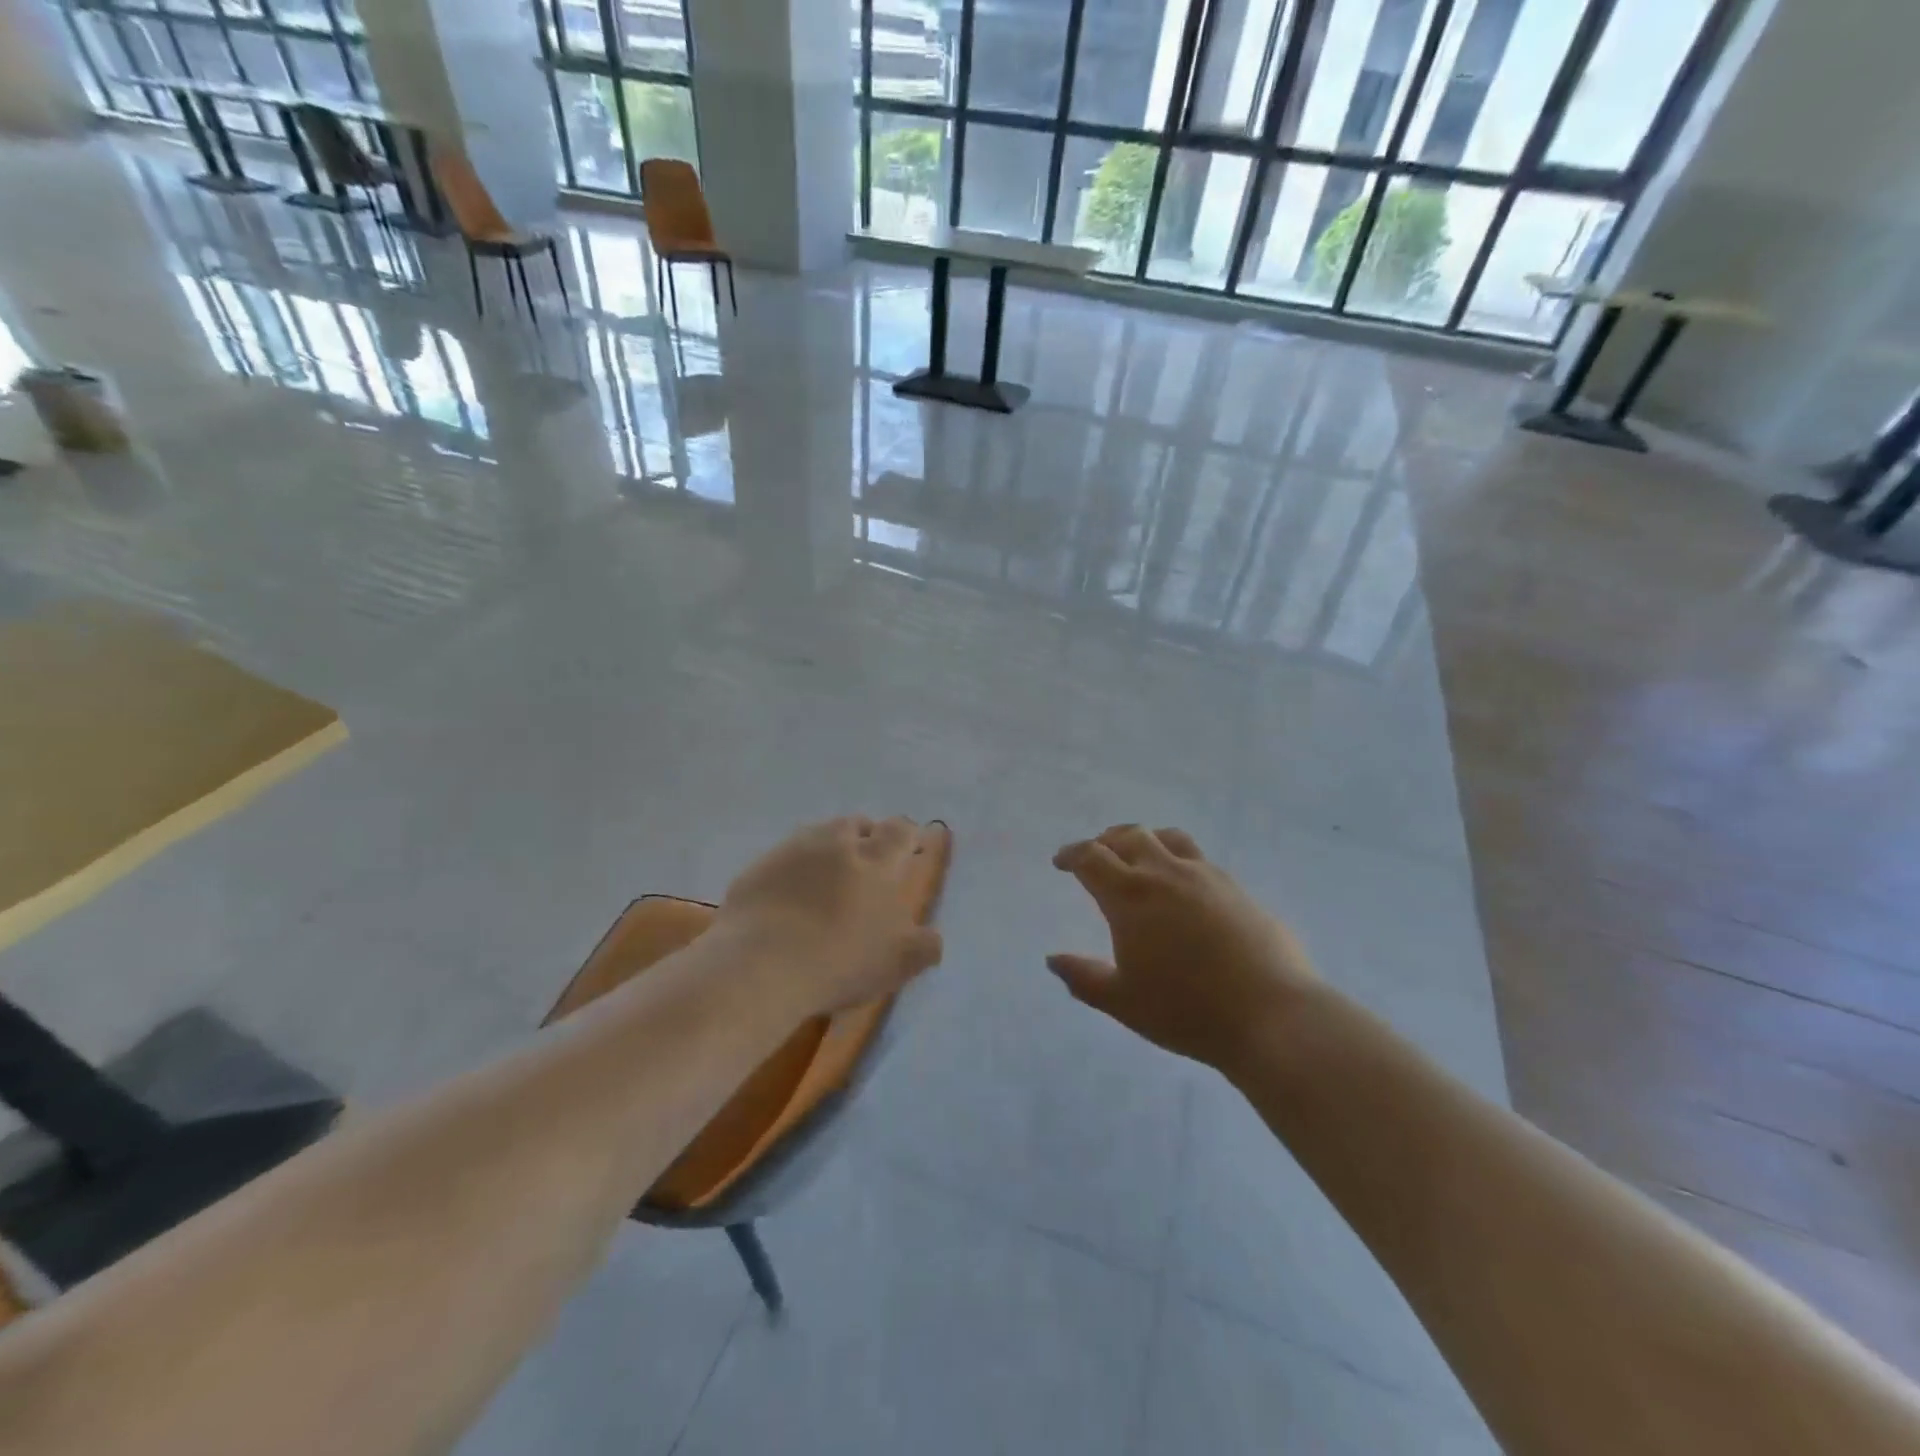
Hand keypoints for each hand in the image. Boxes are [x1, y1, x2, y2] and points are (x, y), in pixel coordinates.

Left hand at [718, 816, 945, 1014]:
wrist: (760, 965)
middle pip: (855, 824)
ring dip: (827, 849)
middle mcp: (835, 843)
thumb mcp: (896, 963)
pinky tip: (789, 897)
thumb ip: (922, 946)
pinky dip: (792, 870)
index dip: (906, 835)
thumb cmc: (840, 961)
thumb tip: (933, 937)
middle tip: (866, 863)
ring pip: (817, 836)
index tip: (909, 849)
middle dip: (865, 837)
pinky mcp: (757, 868)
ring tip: (826, 878)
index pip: (898, 831)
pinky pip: (782, 859)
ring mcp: (792, 851)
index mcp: (876, 860)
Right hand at [1048, 825, 1318, 1070]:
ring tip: (1139, 855)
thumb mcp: (1123, 1002)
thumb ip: (1083, 978)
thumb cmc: (1186, 1010)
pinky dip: (1177, 858)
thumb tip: (1053, 959)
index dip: (1072, 855)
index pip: (1091, 858)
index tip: (1061, 862)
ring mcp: (1206, 876)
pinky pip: (1198, 857)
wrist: (1271, 1014)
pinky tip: (1183, 884)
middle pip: (1129, 837)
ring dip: (1144, 840)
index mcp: (1130, 896)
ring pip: (1168, 838)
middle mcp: (1165, 873)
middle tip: (1096, 855)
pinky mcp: (1237, 888)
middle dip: (1106, 841)